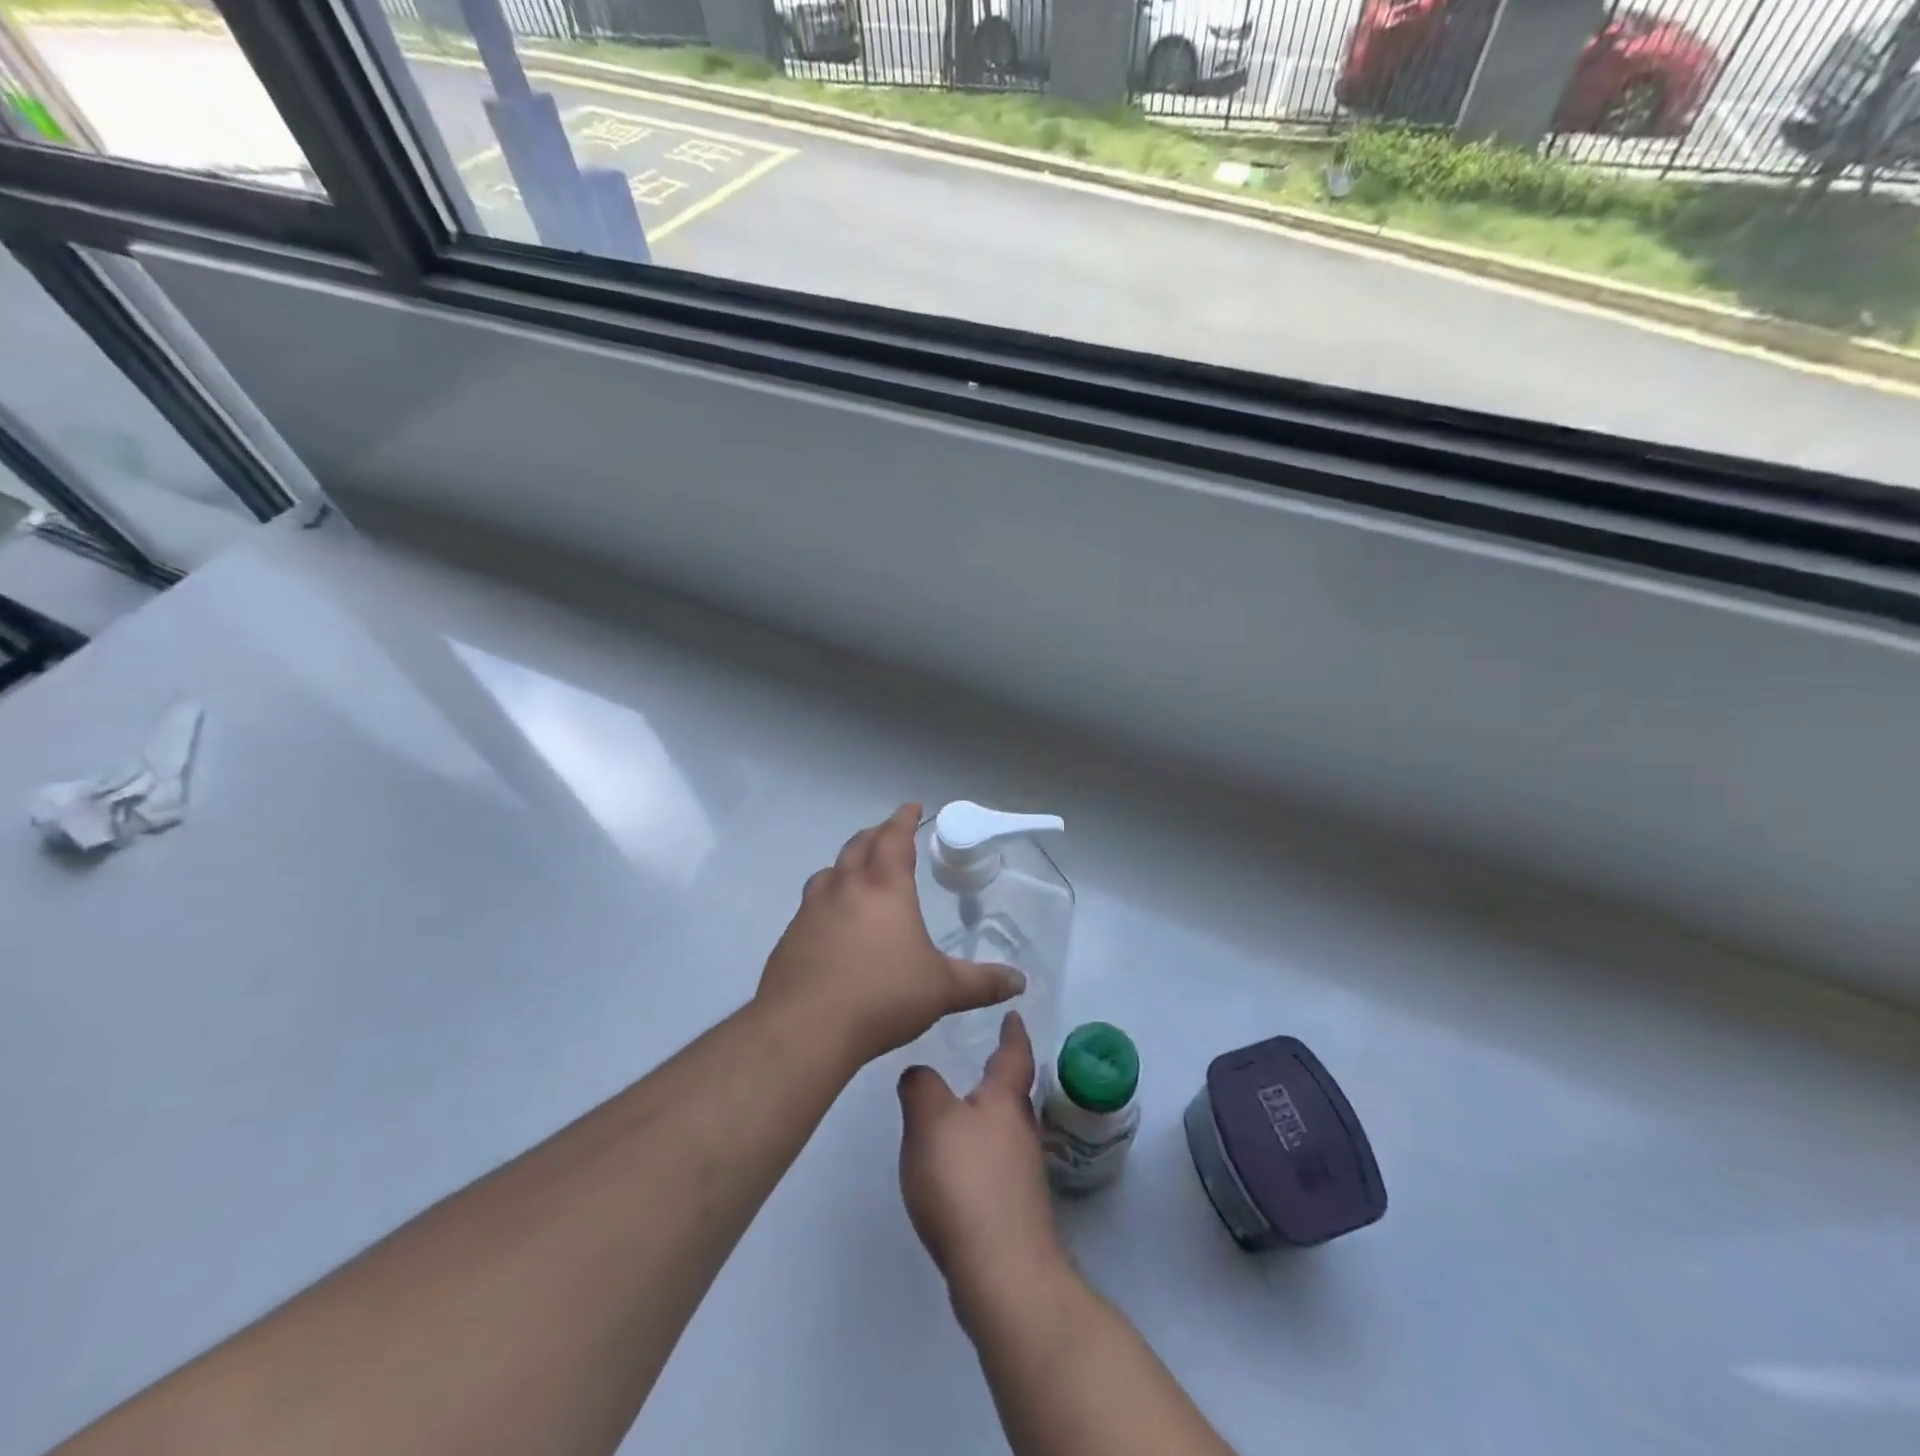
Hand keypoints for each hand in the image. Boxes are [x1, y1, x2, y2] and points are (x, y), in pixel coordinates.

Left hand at [757, 804, 1024, 1066]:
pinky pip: (811, 903)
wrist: (805, 1028)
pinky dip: (827, 898)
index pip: (895, 837)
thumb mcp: (942, 990)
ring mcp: (812, 909)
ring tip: (857, 872)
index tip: (912, 807)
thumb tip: (1019, 982)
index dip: (904, 818)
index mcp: (884, 886)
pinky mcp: (790, 936)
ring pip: (829, 871)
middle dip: (877, 834)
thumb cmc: (882, 997)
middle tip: (889, 834)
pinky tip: (833, 923)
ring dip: (847, 863)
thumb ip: (982, 983)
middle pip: (859, 845)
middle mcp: (845, 887)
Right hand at [898, 1012, 1066, 1311]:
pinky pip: (998, 1166)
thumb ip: (920, 1088)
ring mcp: (1023, 1174)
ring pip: (1006, 1131)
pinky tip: (960, 1170)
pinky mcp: (1015, 1211)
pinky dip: (982, 1156)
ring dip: (989, 1119)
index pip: (1013, 1054)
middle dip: (999, 1077)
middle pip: (1013, 1094)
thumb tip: (919, 1073)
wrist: (1004, 1272)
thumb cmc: (966, 1182)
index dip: (1012, 1032)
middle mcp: (1021, 1130)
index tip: (1013, 1014)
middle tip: (979, 1061)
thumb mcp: (930, 1121)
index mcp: (1005, 1099)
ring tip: (962, 1114)